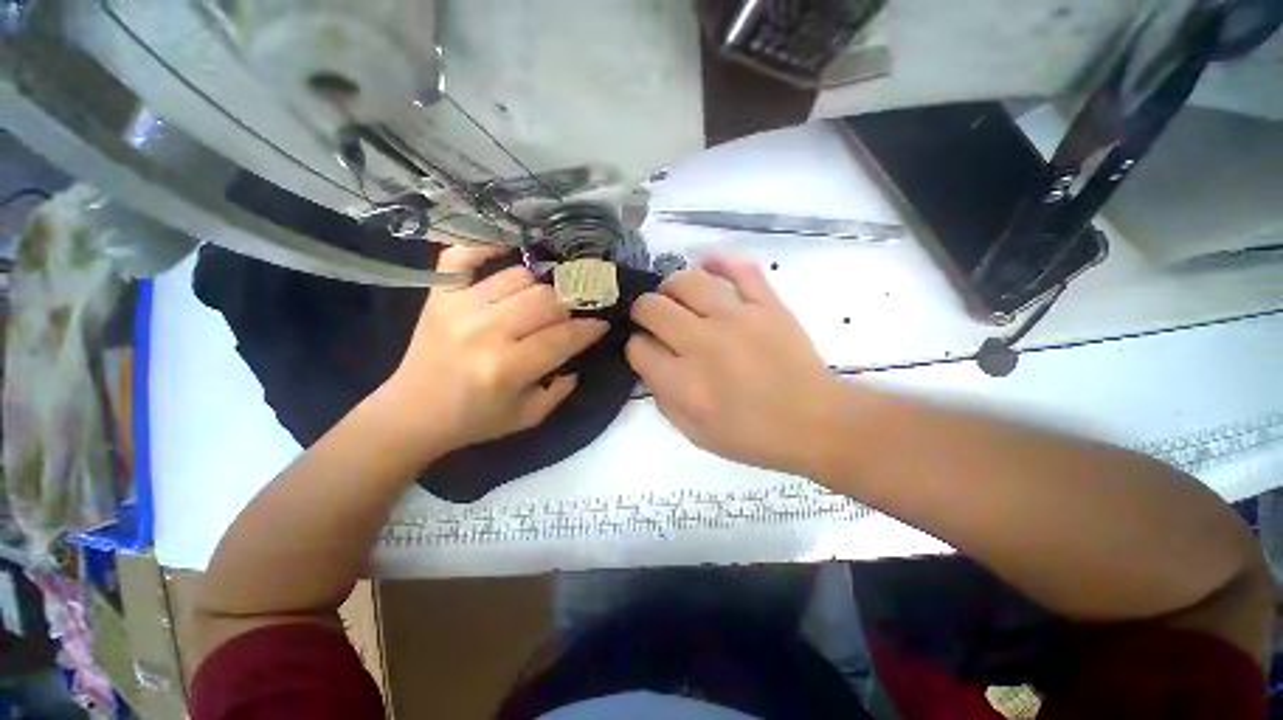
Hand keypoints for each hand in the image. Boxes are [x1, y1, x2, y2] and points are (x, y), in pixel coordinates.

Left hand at [382, 246, 606, 454]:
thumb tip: (577, 357)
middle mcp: (486, 331)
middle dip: (568, 307)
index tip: (600, 324)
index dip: (589, 328)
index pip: (564, 336)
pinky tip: (509, 250)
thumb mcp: (527, 417)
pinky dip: (487, 246)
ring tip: (541, 301)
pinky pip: (463, 255)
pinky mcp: (439, 295)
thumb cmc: (474, 420)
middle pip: (546, 300)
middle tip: (570, 316)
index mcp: (508, 367)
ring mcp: (459, 307)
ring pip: (519, 276)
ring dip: (539, 288)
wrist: (411, 414)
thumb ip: (560, 390)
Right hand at [626, 255, 839, 474]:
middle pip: (652, 307)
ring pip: (687, 281)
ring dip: (672, 287)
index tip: (647, 350)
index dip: (636, 347)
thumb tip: (650, 367)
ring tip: (677, 297)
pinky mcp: (767, 305)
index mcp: (684, 383)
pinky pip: (740, 269)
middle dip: (643, 311)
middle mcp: (703, 344)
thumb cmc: (753, 436)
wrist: (815, 422)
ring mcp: (737, 319)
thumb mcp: (696, 434)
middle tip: (654, 319)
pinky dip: (720, 263)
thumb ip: (664, 400)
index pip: (638, 348)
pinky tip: (709, 268)